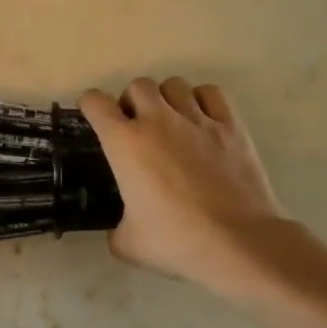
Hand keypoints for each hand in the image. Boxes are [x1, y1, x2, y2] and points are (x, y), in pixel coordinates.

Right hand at [79, 77, 291, 300]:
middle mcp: (158, 121)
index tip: (92, 115)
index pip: (96, 103)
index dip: (89, 105)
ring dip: (165, 98)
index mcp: (125, 144)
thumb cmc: (176, 241)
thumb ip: (116, 228)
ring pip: (174, 84)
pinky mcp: (231, 126)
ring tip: (169, 121)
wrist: (237, 242)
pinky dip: (201, 100)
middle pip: (138, 85)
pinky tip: (201, 120)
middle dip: (131, 101)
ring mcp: (198, 120)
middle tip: (135, 126)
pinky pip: (211, 93)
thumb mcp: (127, 243)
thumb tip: (120, 228)